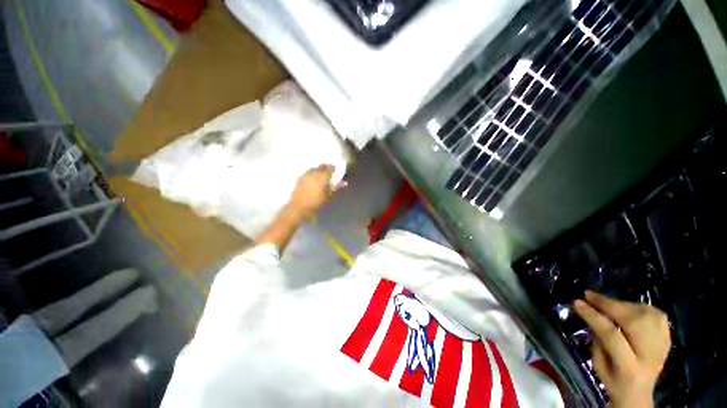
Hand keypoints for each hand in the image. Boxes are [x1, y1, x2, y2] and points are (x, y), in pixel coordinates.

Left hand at [289, 164, 345, 217]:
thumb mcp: (328, 196)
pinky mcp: (299, 178)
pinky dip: (311, 174)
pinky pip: (307, 173)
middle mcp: (314, 173)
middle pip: (321, 166)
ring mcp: (305, 175)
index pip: (330, 168)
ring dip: (318, 170)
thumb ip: (336, 187)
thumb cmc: (316, 203)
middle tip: (329, 172)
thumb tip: (344, 183)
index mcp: (323, 176)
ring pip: (314, 168)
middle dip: (326, 167)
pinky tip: (312, 179)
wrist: (299, 208)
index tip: (335, 170)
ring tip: (320, 175)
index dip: (333, 168)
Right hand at [574, 291, 670, 407]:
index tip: (577, 302)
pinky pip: (657, 316)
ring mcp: (662, 346)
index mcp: (630, 368)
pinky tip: (629, 309)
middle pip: (633, 322)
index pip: (612, 336)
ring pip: (646, 315)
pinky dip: (641, 308)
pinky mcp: (668, 339)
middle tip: (590, 296)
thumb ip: (597, 341)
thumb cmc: (613, 381)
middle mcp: (650, 355)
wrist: (640, 393)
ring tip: (608, 304)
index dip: (594, 316)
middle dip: (610, 305)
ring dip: (624, 305)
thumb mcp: (599, 366)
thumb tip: (592, 316)